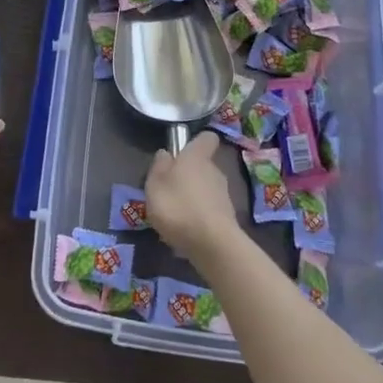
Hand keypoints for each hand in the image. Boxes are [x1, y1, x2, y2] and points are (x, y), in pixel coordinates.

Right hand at [143, 131, 242, 263]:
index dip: (196, 142)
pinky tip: (186, 231)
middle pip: (203, 165)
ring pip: (206, 188)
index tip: (183, 151)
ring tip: (175, 214)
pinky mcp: (227, 217)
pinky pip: (209, 210)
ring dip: (193, 196)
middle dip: (189, 174)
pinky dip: (199, 216)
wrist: (212, 244)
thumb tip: (165, 153)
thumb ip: (159, 166)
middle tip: (170, 189)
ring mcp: (224, 195)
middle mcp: (215, 170)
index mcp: (197, 157)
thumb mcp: (155, 184)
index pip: (206, 138)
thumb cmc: (178, 207)